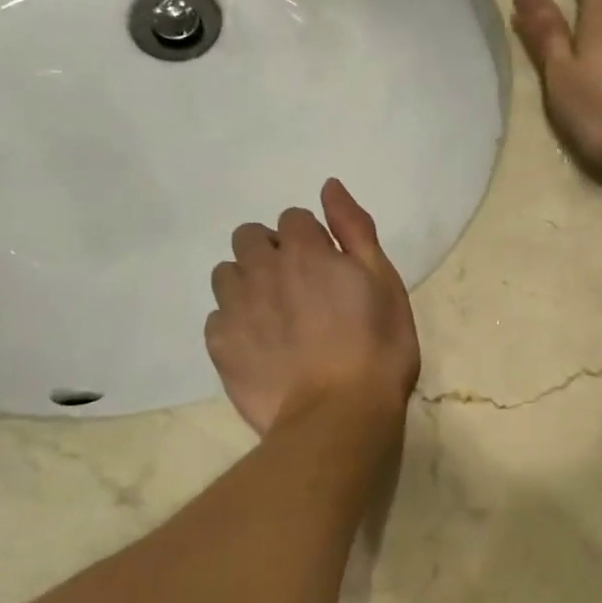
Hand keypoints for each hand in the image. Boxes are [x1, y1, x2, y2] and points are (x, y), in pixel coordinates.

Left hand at [206, 179, 419, 435]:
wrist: (339, 415)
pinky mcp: (220, 344)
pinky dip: (235, 323)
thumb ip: (355, 230)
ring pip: (226, 274)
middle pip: (249, 237)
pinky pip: (217, 317)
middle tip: (297, 288)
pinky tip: (259, 348)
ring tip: (274, 317)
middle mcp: (262, 270)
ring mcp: (236, 308)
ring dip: (247, 283)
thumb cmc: (377, 348)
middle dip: (269, 252)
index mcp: (306, 251)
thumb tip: (329, 186)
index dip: (311, 240)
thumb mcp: (384, 283)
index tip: (327, 269)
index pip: (293, 219)